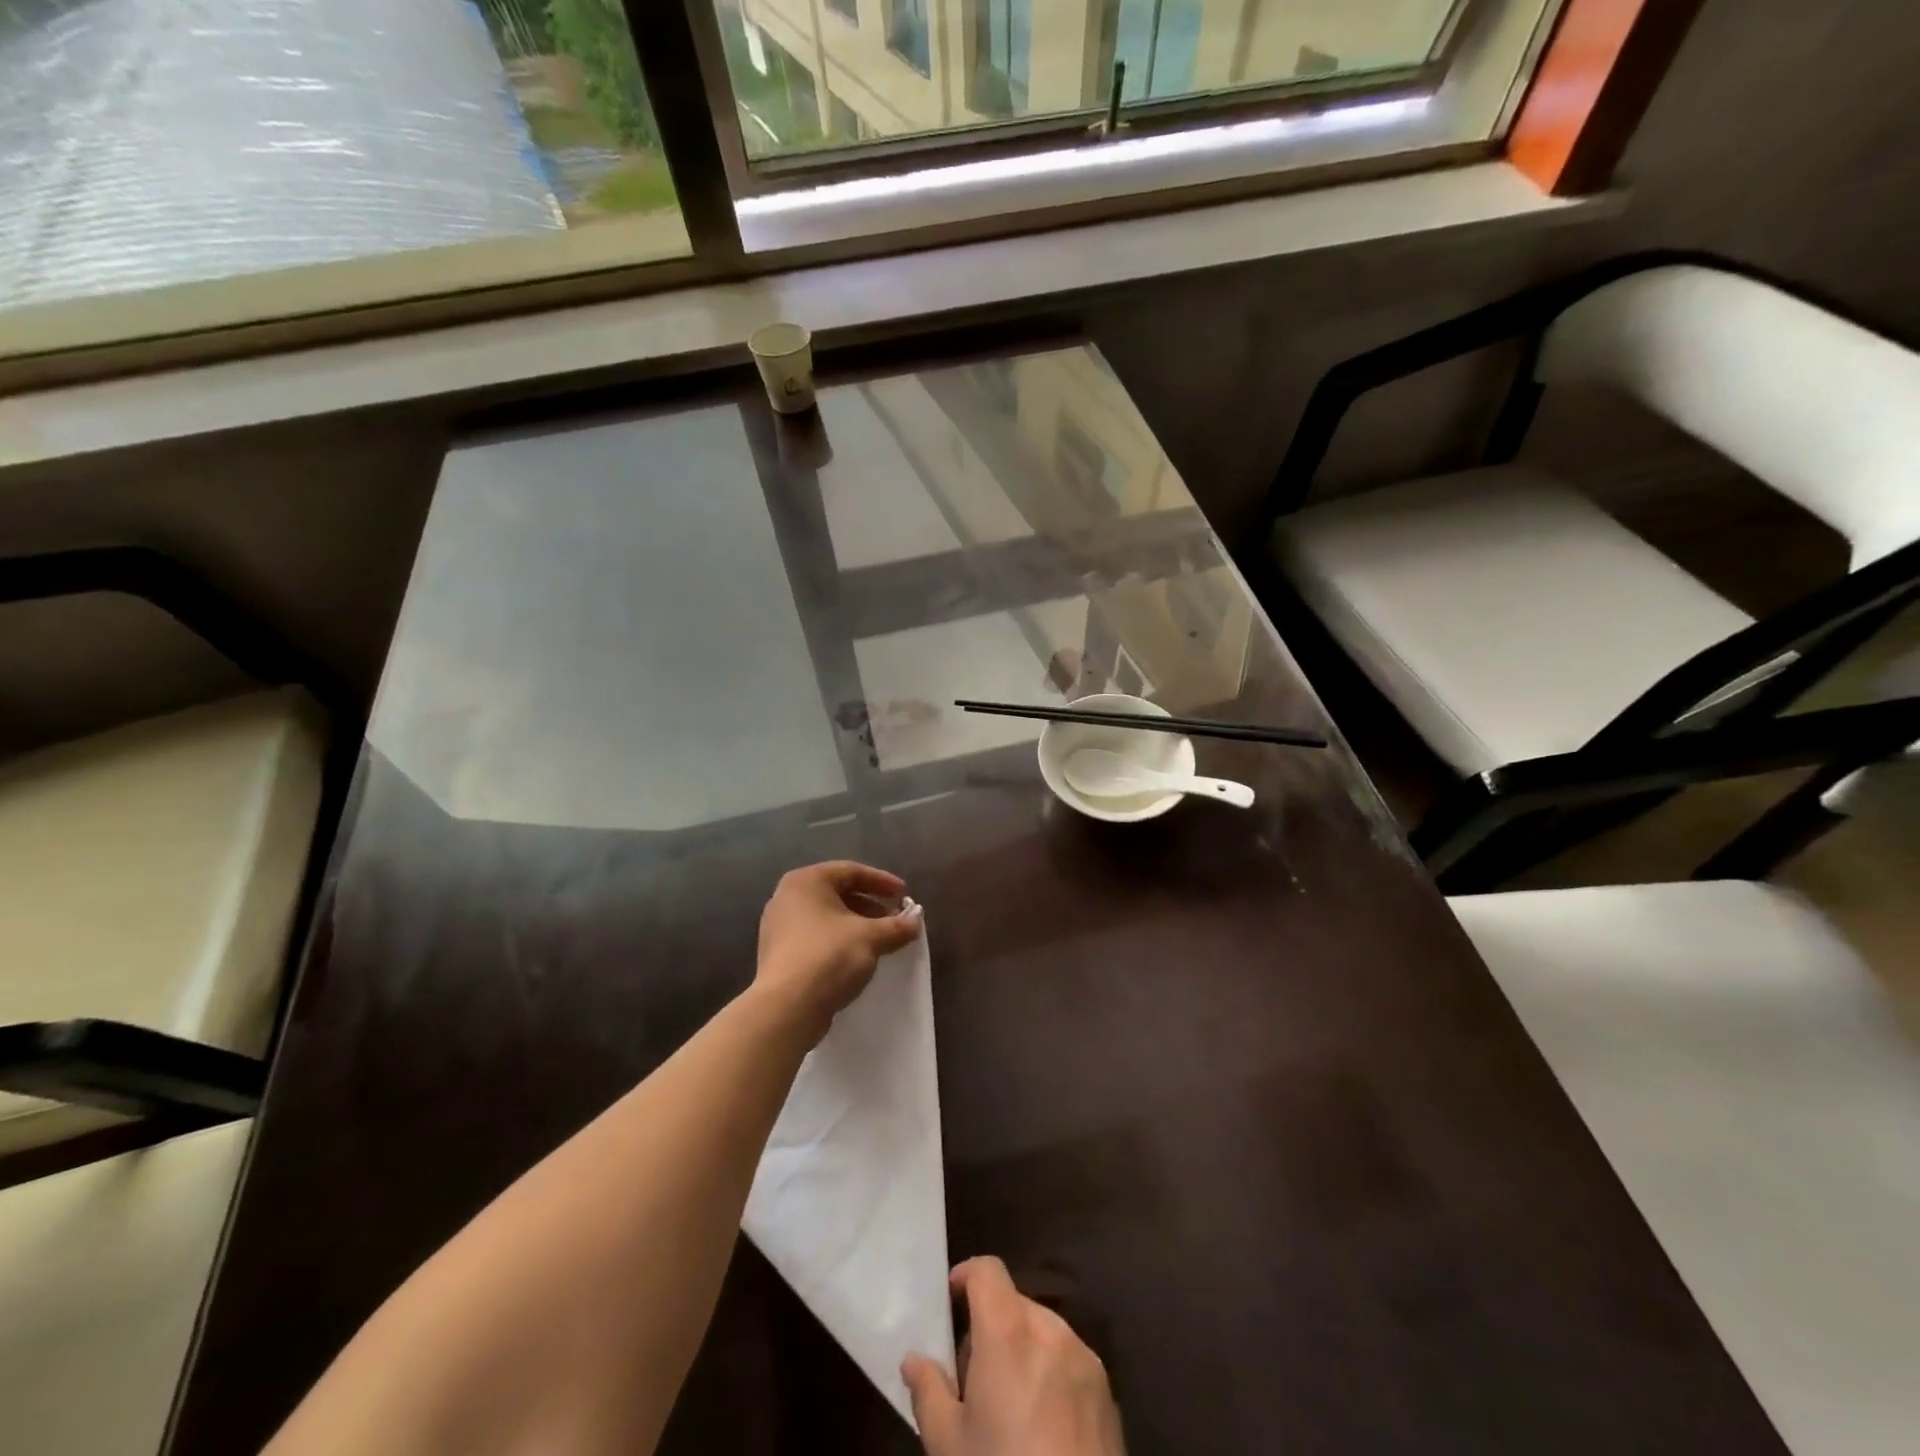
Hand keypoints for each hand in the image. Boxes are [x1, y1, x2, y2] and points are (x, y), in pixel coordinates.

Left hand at [756, 861, 922, 1039]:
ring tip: (881, 939)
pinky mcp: (778, 953)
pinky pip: (815, 937)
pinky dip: (839, 940)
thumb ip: (896, 926)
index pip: (851, 871)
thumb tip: (916, 922)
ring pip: (827, 917)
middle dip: (870, 905)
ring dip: (857, 925)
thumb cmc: (829, 956)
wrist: (787, 1008)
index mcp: (806, 881)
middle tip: (895, 918)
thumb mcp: (871, 938)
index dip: (882, 882)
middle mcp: (787, 897)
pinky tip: (858, 957)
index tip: (904, 894)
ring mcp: (778, 926)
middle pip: (838, 893)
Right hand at [902, 1257, 1124, 1455]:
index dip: (966, 1277)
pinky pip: (1069, 1363)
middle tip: (972, 1380)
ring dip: (1022, 1352)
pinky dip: (1051, 1376)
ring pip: (1042, 1333)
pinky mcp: (1107, 1393)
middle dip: (990, 1329)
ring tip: (1008, 1409)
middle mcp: (1050, 1330)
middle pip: (1013, 1305)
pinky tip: (1042, 1428)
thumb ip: (928, 1392)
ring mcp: (1084, 1359)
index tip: (950, 1303)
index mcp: (1009, 1331)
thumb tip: (913, 1360)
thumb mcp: (949, 1445)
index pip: (987, 1270)